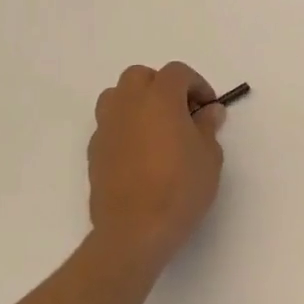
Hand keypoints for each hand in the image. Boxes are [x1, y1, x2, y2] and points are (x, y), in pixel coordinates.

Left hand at [87, 62, 224, 270]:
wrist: (135, 231)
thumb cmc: (181, 188)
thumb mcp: (209, 156)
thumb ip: (208, 126)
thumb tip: (208, 111)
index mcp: (159, 98)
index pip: (177, 72)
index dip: (196, 84)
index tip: (208, 107)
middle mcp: (128, 105)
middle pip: (140, 76)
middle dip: (162, 86)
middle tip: (181, 112)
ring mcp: (106, 128)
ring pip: (116, 96)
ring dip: (137, 102)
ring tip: (157, 128)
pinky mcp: (94, 152)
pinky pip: (109, 125)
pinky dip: (125, 127)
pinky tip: (141, 153)